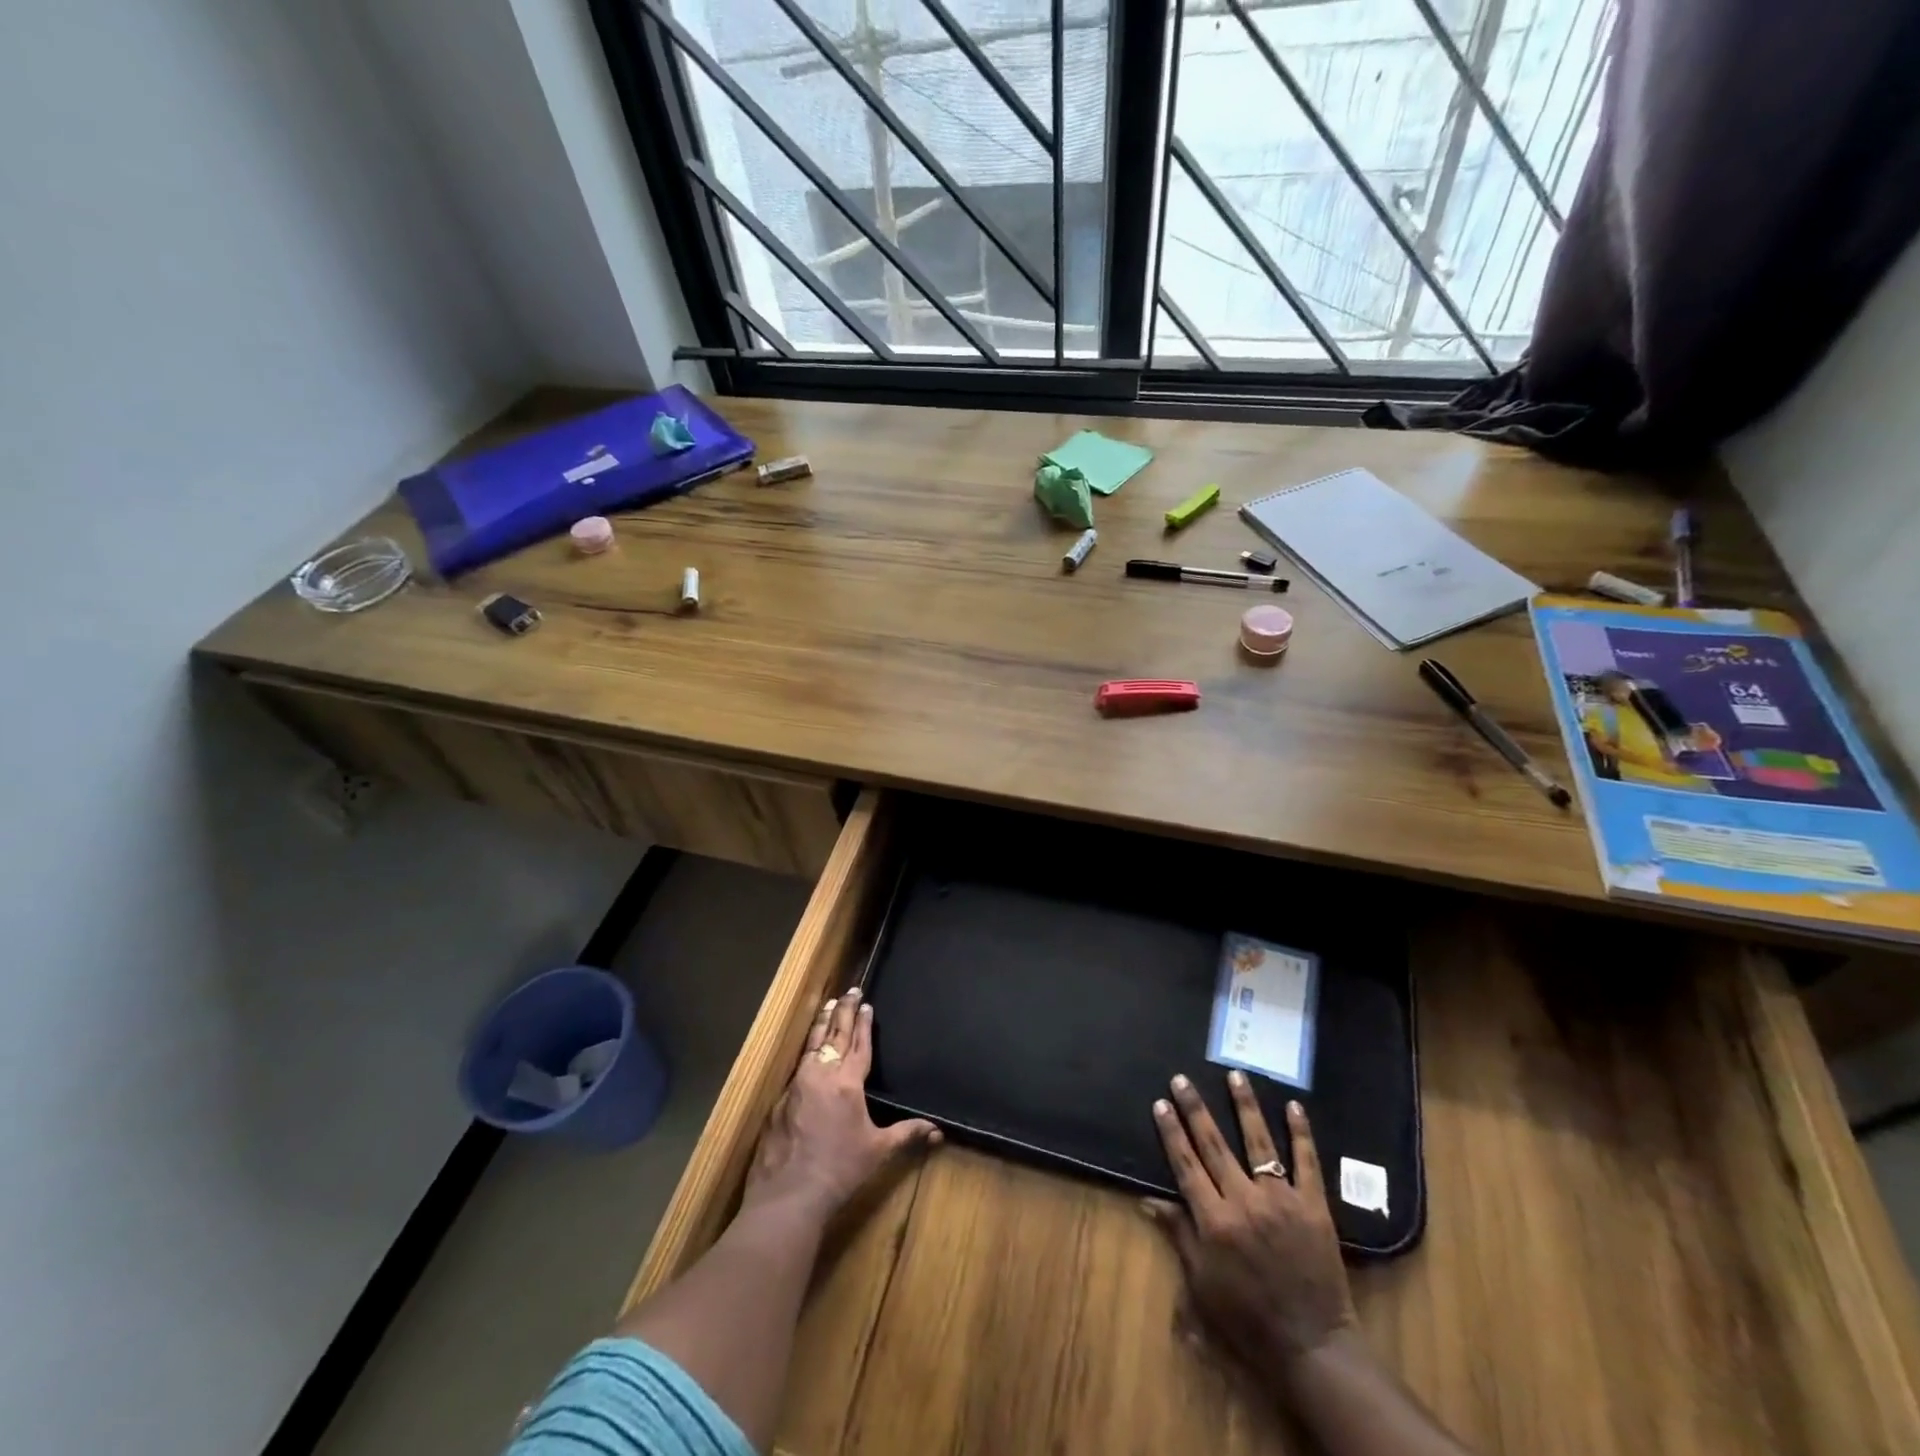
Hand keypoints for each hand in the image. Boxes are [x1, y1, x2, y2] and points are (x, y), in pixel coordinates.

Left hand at [741, 986, 939, 1222]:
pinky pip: (798, 1066)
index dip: (864, 1023)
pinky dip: (807, 1051)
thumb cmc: (839, 1170)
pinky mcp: (780, 1099)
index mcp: (848, 1082)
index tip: (866, 1003)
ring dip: (822, 1023)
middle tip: (850, 990)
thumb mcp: (878, 1151)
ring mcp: (798, 1084)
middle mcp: (822, 1074)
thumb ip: (906, 1134)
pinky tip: (808, 1051)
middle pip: (835, 1034)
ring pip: (812, 1044)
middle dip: (844, 1010)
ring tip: (828, 1005)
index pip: (859, 1043)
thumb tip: (938, 1131)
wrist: (789, 1195)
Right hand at [1146, 1072, 1357, 1381]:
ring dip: (1244, 1106)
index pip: (1186, 1164)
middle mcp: (1244, 1201)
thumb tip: (1148, 1200)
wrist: (1312, 1346)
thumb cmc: (1248, 1319)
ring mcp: (1281, 1200)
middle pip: (1214, 1145)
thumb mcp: (1203, 1284)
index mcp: (1214, 1221)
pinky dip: (1301, 1132)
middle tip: (1182, 1079)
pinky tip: (1293, 1106)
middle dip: (1195, 1109)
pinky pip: (1307, 1162)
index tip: (1160, 1103)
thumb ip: (1179, 1235)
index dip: (1171, 1132)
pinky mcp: (1314, 1206)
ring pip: (1259, 1142)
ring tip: (1235, 1074)